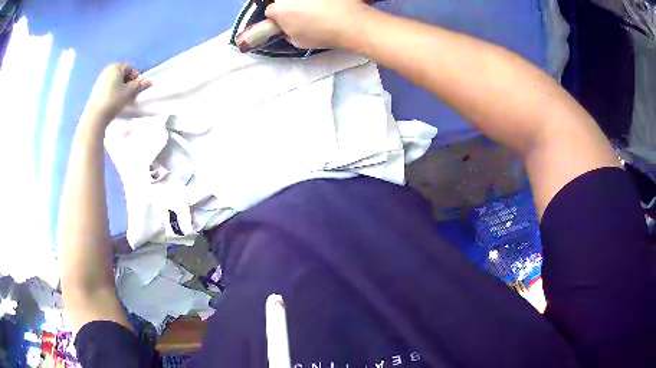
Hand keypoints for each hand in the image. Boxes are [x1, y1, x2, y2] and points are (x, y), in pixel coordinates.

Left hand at [82, 64, 151, 126]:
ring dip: (121, 89)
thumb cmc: (114, 100)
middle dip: (128, 84)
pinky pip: (108, 87)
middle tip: (131, 96)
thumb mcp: (129, 92)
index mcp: (116, 67)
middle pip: (122, 75)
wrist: (96, 116)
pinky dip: (113, 92)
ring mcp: (101, 79)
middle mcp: (108, 70)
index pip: (131, 68)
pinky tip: (114, 102)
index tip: (137, 89)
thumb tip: (149, 82)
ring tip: (123, 100)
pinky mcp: (96, 89)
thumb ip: (139, 85)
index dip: (136, 78)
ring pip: (115, 82)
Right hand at [265, 0, 366, 48]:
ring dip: (302, 2)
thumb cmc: (322, 35)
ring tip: (317, 8)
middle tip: (302, 14)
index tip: (287, 22)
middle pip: (282, 1)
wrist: (352, 22)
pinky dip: (320, 1)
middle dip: (288, 6)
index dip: (278, 18)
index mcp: (278, 10)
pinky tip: (328, 5)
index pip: (270, 11)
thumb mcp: (299, 42)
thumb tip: (288, 28)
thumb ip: (287, 33)